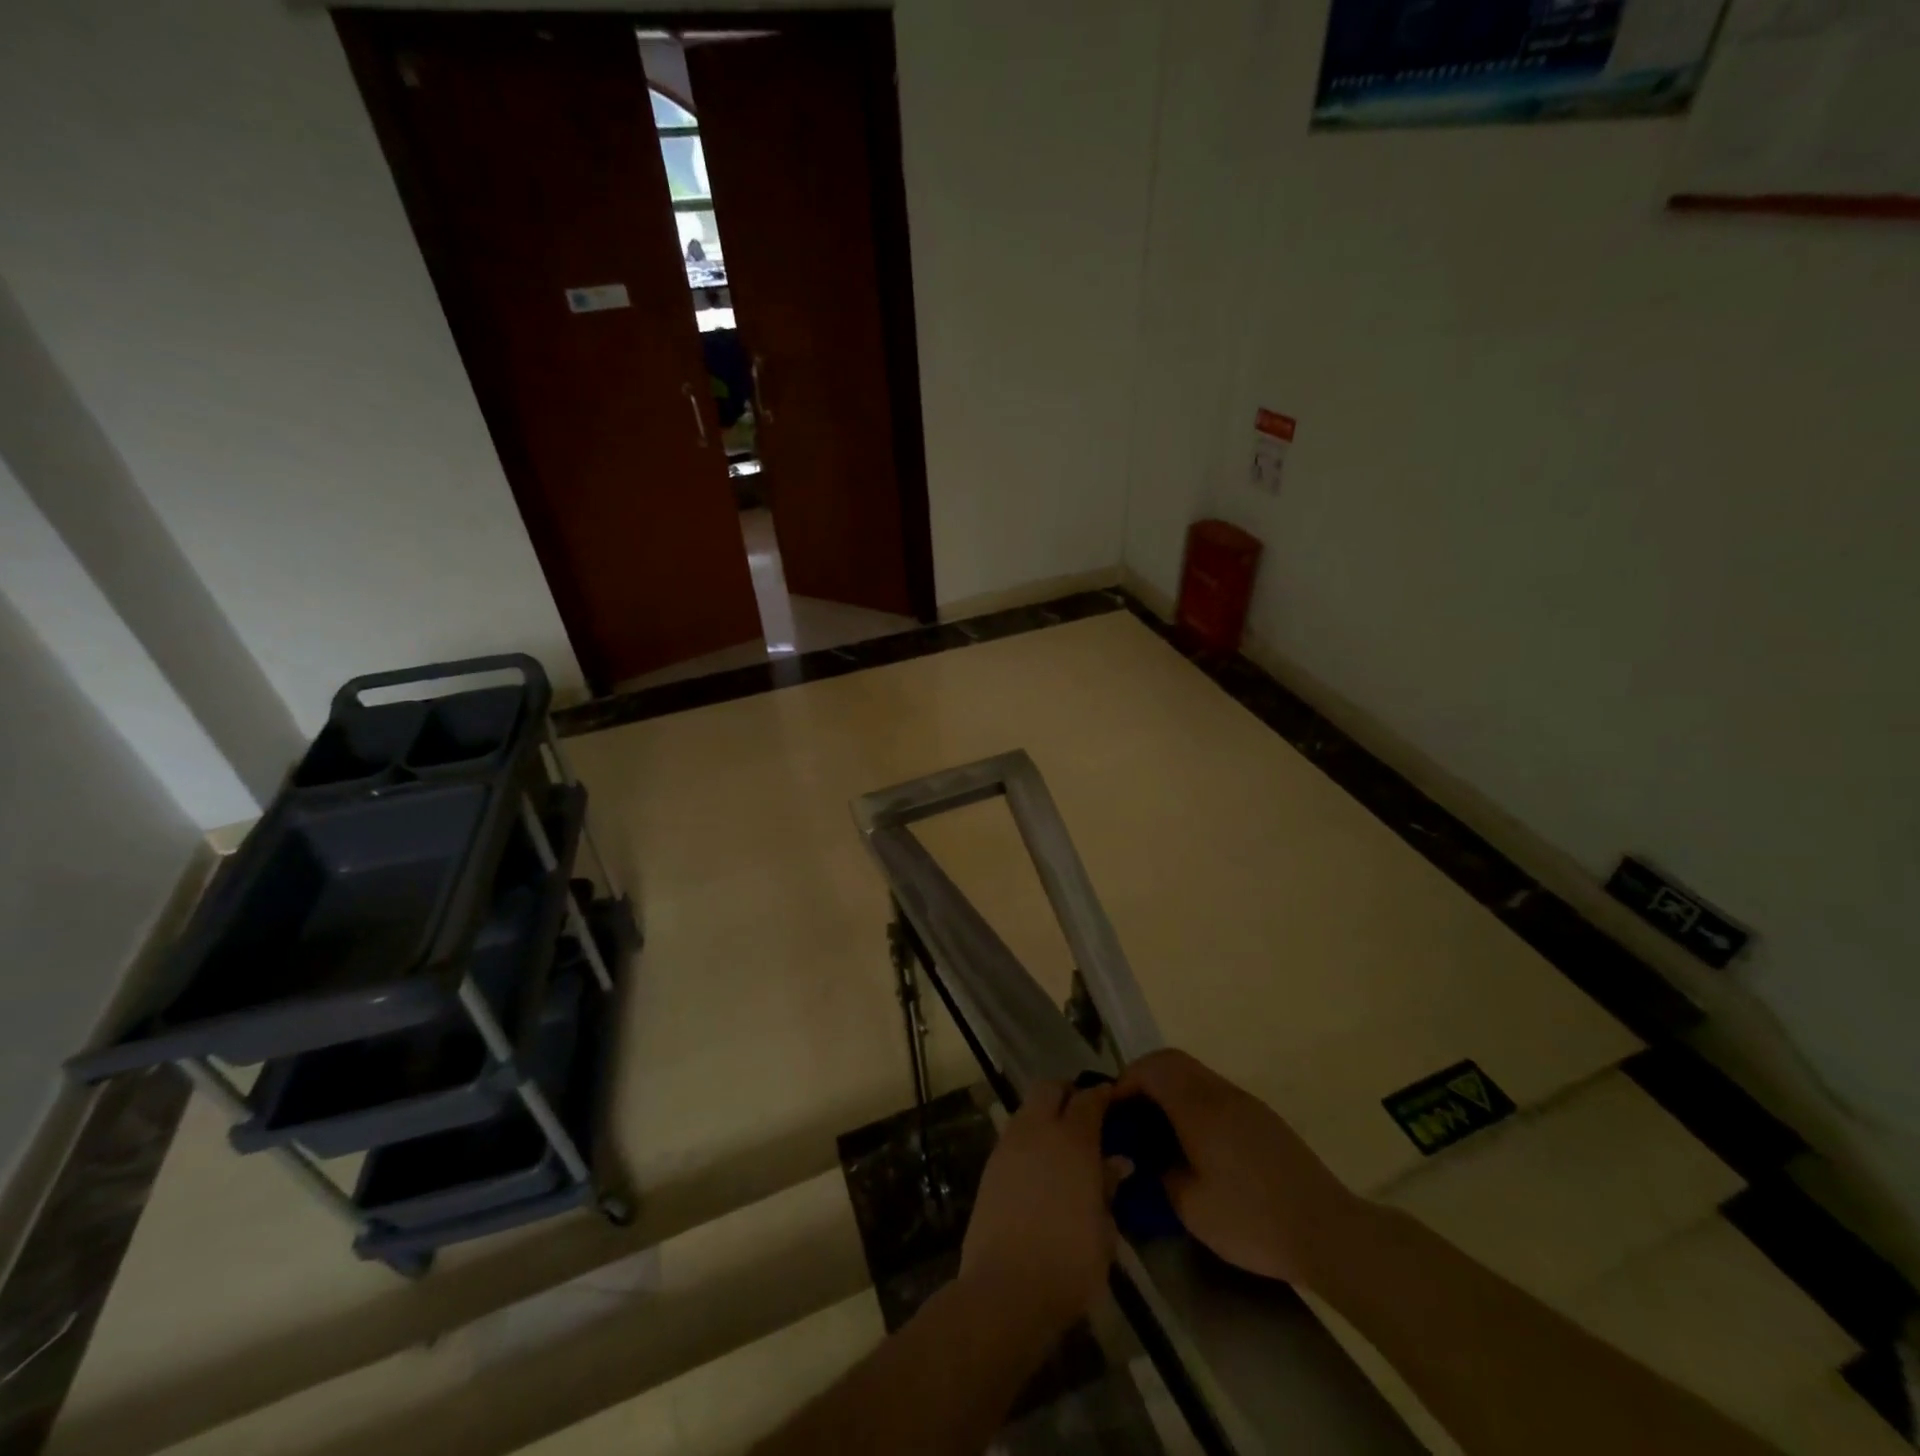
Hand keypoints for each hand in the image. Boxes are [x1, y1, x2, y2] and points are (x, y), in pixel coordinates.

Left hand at [961, 1080, 1119, 1334]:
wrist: (1005, 1289)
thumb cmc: (1069, 1263)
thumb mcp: (1104, 1231)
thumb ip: (1108, 1188)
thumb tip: (1117, 1162)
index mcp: (1073, 1140)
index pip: (1089, 1099)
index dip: (1102, 1095)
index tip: (1113, 1099)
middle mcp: (1038, 1130)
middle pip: (1049, 1088)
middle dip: (1067, 1092)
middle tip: (1084, 1114)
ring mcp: (1009, 1145)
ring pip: (1027, 1108)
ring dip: (1045, 1113)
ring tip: (1062, 1141)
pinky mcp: (990, 1165)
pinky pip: (1014, 1134)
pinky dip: (1029, 1136)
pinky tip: (1040, 1164)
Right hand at [1115, 1049, 1361, 1285]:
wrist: (1328, 1231)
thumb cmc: (1252, 1219)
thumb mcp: (1191, 1207)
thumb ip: (1160, 1173)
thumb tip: (1148, 1156)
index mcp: (1198, 1107)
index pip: (1152, 1068)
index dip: (1126, 1082)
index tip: (1113, 1112)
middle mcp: (1220, 1093)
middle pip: (1172, 1060)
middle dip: (1144, 1078)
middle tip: (1130, 1115)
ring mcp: (1245, 1102)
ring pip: (1195, 1074)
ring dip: (1170, 1089)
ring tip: (1158, 1130)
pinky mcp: (1262, 1118)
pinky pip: (1214, 1092)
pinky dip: (1192, 1102)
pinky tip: (1194, 1142)